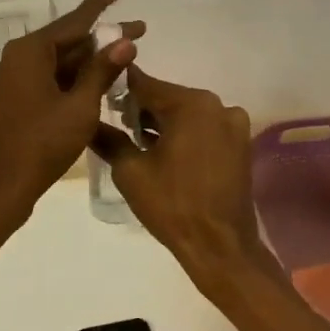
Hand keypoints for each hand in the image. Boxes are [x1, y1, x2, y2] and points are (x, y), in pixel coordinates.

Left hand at [0, 0, 141, 230]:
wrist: (0, 188)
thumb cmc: (41, 145)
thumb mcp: (80, 107)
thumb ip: (102, 71)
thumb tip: (125, 41)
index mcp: (31, 52)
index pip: (74, 20)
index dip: (99, 4)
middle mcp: (20, 59)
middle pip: (69, 40)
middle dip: (104, 37)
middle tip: (141, 30)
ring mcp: (17, 80)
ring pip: (62, 61)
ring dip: (92, 60)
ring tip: (127, 58)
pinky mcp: (19, 99)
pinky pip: (53, 78)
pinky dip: (77, 78)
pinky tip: (101, 83)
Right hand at [90, 67, 266, 294]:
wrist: (221, 246)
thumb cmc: (172, 205)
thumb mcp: (130, 171)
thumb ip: (108, 139)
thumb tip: (88, 122)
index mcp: (191, 104)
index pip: (145, 84)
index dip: (120, 88)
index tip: (100, 93)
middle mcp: (217, 105)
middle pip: (168, 97)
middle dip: (142, 108)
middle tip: (117, 125)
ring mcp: (233, 124)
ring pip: (187, 113)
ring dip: (164, 123)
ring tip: (139, 143)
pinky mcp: (240, 144)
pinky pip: (204, 128)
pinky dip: (185, 134)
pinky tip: (166, 154)